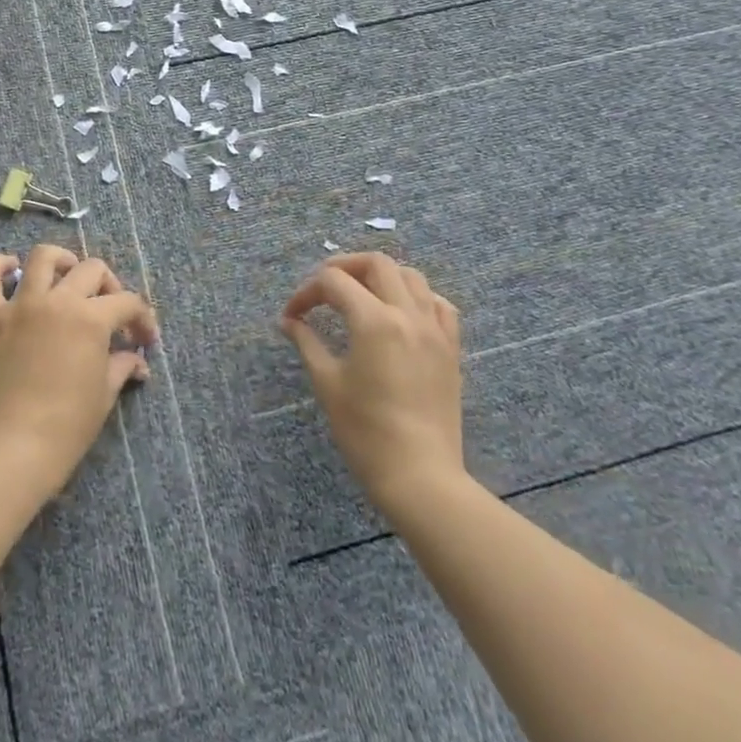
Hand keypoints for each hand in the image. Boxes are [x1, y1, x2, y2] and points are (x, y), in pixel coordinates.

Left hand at [0, 245, 158, 499]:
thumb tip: (137, 360)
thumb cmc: (66, 428)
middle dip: (109, 285)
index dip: (142, 318)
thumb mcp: (103, 396)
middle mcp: (58, 301)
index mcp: (91, 319)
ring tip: (68, 276)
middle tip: (111, 311)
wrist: (11, 452)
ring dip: (61, 261)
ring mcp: (21, 306)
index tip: (145, 340)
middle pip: (91, 270)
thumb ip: (121, 367)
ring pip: (42, 258)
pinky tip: (11, 268)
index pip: (127, 302)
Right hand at [280, 252, 468, 516]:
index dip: (306, 292)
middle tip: (324, 289)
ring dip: (381, 277)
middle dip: (344, 267)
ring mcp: (435, 330)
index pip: (334, 282)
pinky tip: (402, 314)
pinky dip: (418, 298)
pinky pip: (439, 305)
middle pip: (376, 263)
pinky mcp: (451, 349)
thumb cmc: (366, 433)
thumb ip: (307, 342)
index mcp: (374, 320)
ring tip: (361, 295)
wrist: (420, 478)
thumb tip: (289, 321)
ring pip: (411, 277)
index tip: (292, 316)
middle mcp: (408, 314)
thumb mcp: (328, 384)